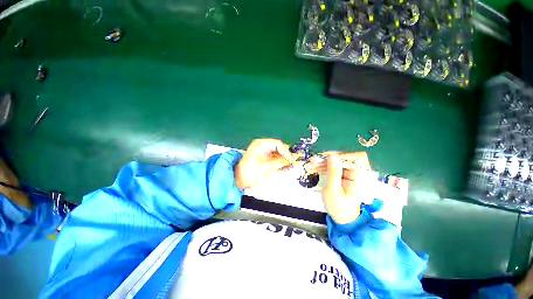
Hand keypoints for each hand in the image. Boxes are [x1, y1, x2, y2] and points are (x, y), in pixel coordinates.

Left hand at [235, 139, 295, 189]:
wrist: (237, 180)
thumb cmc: (249, 173)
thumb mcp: (266, 168)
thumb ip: (280, 162)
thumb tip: (291, 160)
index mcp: (260, 144)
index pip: (278, 144)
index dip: (286, 152)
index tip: (292, 160)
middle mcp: (261, 145)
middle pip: (278, 147)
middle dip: (286, 155)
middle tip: (293, 163)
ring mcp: (262, 151)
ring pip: (277, 153)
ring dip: (283, 159)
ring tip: (290, 166)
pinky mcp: (262, 157)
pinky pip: (273, 157)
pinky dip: (279, 162)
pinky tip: (284, 167)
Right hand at [318, 152, 372, 223]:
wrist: (342, 218)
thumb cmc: (339, 207)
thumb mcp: (333, 190)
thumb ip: (333, 172)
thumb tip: (332, 155)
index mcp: (359, 177)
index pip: (356, 157)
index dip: (342, 155)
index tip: (327, 158)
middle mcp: (356, 173)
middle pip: (343, 159)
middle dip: (327, 159)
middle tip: (314, 161)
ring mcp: (349, 174)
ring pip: (336, 162)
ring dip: (323, 163)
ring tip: (311, 164)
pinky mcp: (343, 176)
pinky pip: (334, 168)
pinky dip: (324, 167)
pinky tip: (315, 168)